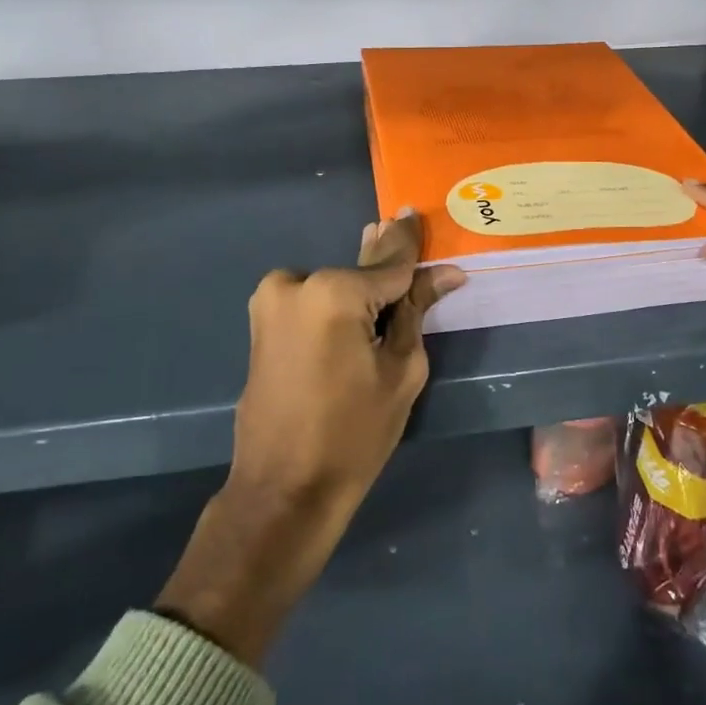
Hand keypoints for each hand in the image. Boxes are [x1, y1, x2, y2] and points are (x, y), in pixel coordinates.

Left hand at [228, 209, 465, 514]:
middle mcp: (295, 283)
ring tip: (391, 292)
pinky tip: (360, 310)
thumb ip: (416, 311)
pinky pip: (312, 301)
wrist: (283, 489)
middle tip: (408, 231)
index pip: (389, 263)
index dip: (414, 246)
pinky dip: (337, 303)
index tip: (423, 215)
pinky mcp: (261, 322)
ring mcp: (270, 301)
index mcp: (333, 292)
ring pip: (334, 285)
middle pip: (359, 271)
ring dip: (361, 289)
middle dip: (387, 263)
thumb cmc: (354, 435)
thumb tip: (444, 274)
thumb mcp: (400, 371)